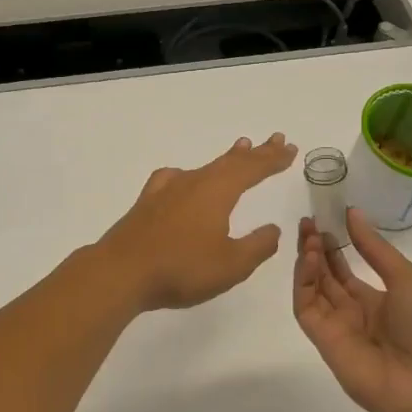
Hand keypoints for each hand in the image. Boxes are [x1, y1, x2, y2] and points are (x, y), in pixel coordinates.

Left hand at [96, 134, 297, 311]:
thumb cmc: (181, 268)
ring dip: (226, 159)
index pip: (251, 169)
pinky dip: (190, 174)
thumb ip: (257, 246)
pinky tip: (183, 178)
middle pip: (230, 162)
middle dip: (255, 153)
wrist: (121, 272)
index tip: (290, 149)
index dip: (272, 159)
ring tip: (240, 148)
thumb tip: (273, 229)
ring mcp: (167, 190)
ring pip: (204, 167)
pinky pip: (175, 178)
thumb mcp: (231, 265)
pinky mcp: (147, 203)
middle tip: (275, 140)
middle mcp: (193, 182)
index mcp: (217, 192)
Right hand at [292, 207, 411, 411]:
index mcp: (378, 301)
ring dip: (308, 261)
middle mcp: (354, 313)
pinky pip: (306, 306)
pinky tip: (309, 258)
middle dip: (315, 249)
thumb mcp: (407, 278)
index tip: (325, 220)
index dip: (334, 246)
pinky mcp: (322, 339)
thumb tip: (352, 213)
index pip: (346, 270)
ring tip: (308, 234)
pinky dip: (303, 282)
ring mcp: (336, 326)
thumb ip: (375, 248)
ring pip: (313, 289)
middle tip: (308, 222)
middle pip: (326, 277)